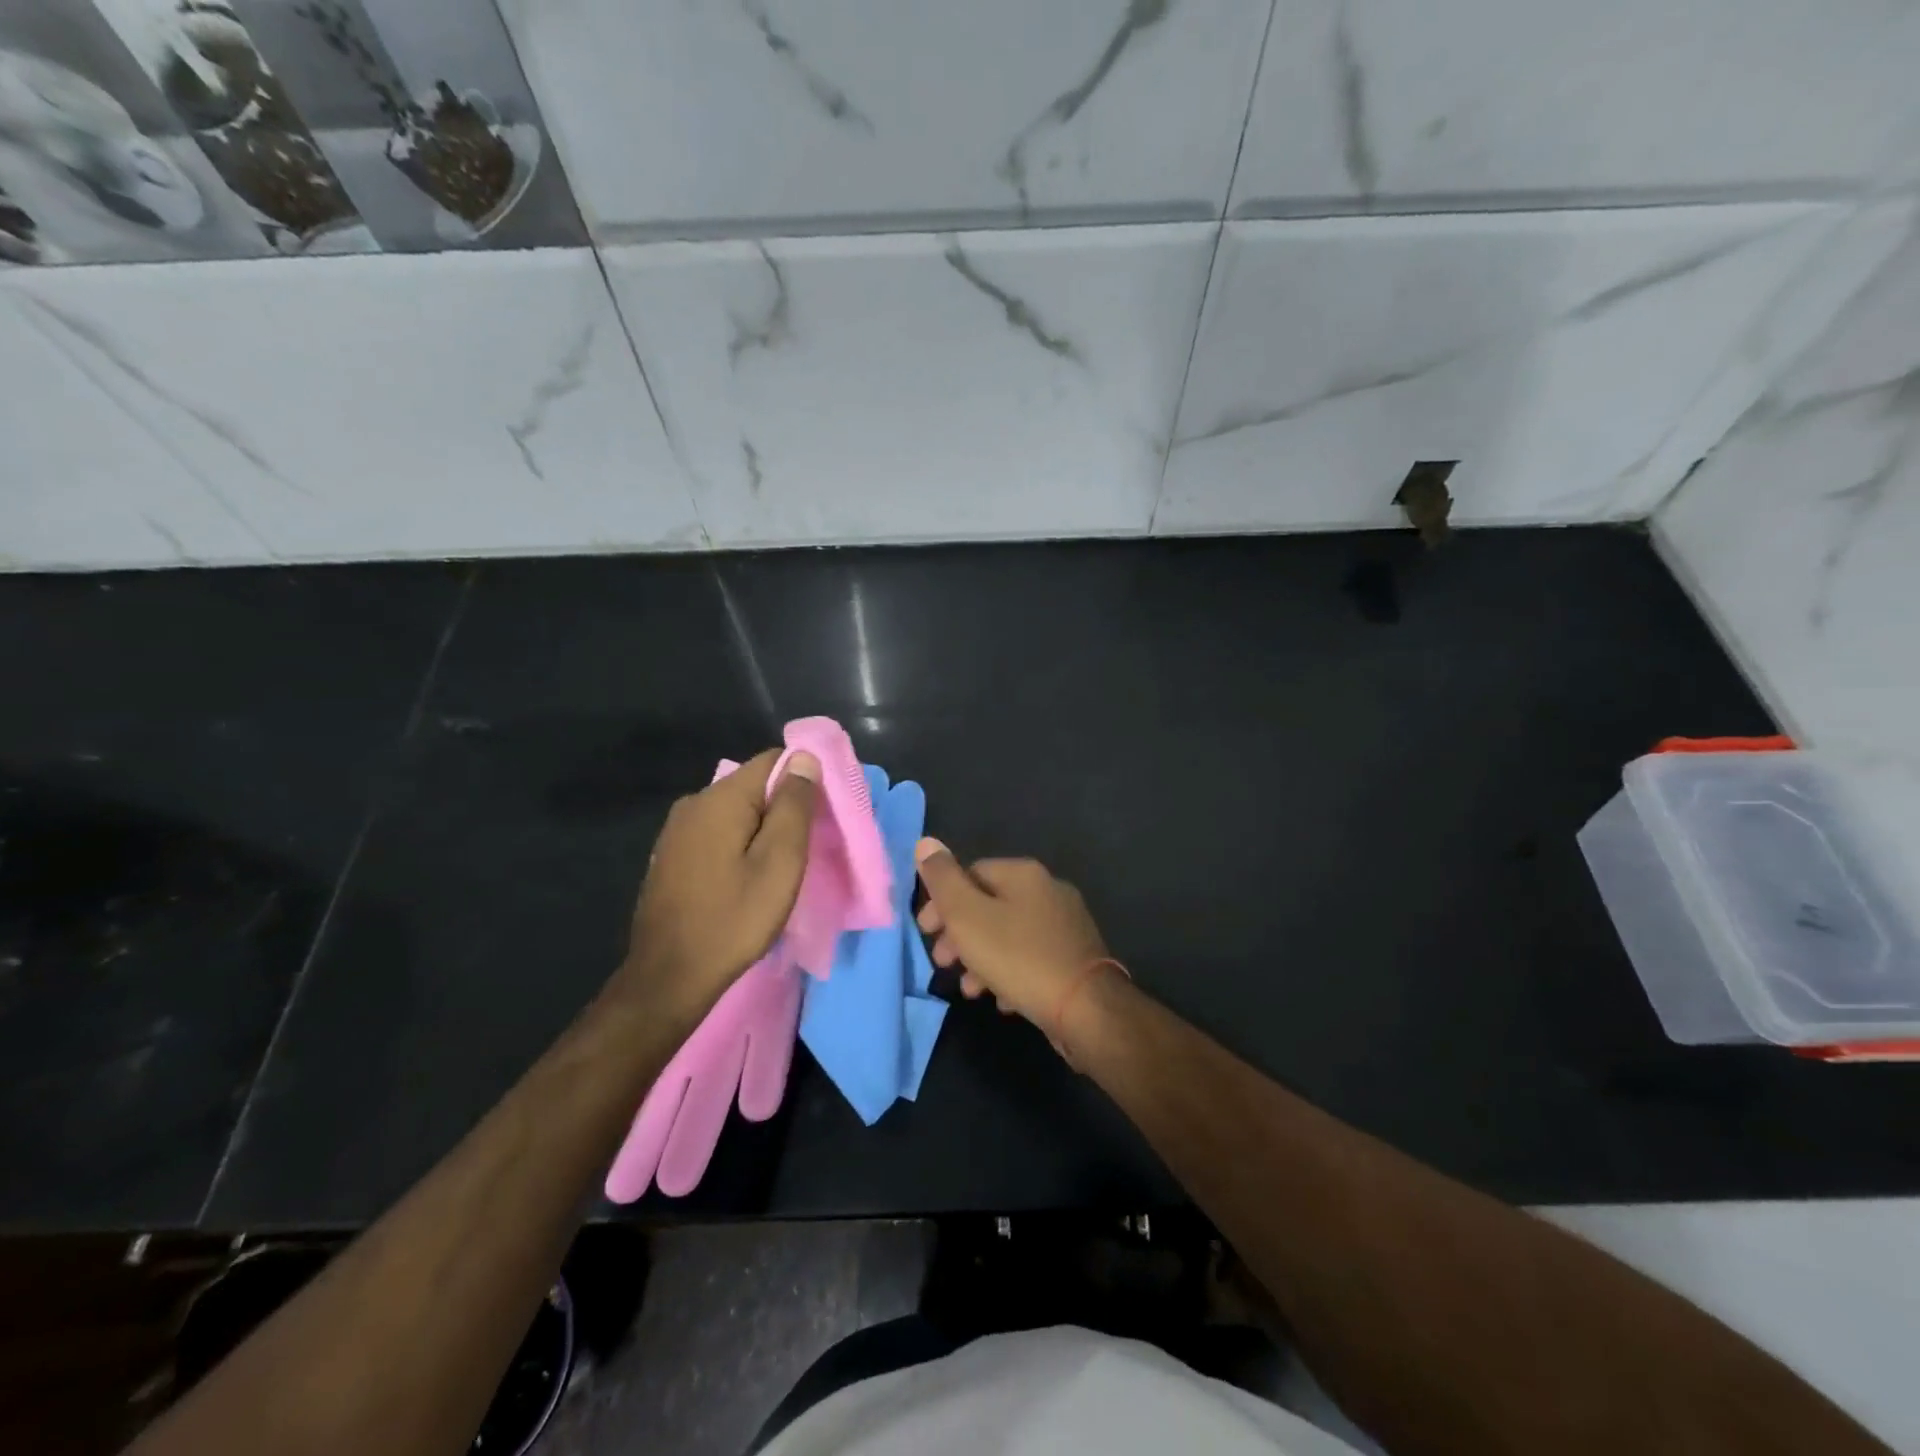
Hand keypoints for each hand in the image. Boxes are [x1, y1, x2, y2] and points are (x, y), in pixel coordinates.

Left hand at [615, 748, 818, 1019]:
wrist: (668, 978)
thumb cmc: (733, 920)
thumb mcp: (779, 863)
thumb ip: (793, 806)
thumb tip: (804, 758)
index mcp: (721, 799)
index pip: (774, 760)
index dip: (805, 777)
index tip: (825, 811)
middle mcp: (694, 803)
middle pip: (754, 785)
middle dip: (785, 806)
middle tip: (808, 845)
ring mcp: (677, 831)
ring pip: (736, 812)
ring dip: (763, 829)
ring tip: (782, 865)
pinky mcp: (672, 856)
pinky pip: (718, 833)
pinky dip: (740, 845)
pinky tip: (748, 877)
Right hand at [913, 840, 1110, 1035]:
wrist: (1086, 1007)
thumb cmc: (1018, 957)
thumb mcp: (968, 917)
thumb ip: (943, 880)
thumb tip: (926, 842)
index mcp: (1023, 873)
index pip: (970, 873)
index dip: (942, 901)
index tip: (925, 932)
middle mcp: (1048, 889)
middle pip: (989, 905)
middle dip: (959, 934)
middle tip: (943, 962)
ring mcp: (1066, 923)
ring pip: (1009, 934)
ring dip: (982, 958)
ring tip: (970, 989)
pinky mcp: (1075, 956)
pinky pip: (1032, 958)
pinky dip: (1010, 973)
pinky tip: (1003, 1000)